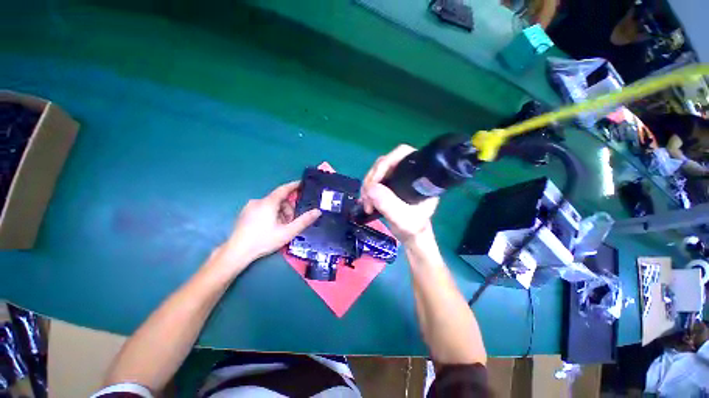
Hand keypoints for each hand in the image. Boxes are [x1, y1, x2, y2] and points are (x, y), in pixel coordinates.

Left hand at [222, 181, 320, 264]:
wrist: (236, 252)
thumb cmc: (264, 240)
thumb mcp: (287, 232)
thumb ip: (304, 221)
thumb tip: (317, 211)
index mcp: (268, 203)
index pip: (284, 189)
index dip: (294, 185)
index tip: (302, 184)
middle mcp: (258, 201)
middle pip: (279, 200)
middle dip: (288, 208)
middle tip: (291, 222)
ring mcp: (250, 207)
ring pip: (271, 205)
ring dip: (280, 213)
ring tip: (281, 228)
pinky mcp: (245, 213)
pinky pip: (263, 209)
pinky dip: (271, 214)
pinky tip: (270, 227)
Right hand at [360, 144, 438, 243]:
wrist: (411, 236)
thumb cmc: (413, 228)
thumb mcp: (402, 218)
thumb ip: (388, 203)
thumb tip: (370, 188)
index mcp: (419, 176)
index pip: (403, 154)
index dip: (386, 162)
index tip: (375, 181)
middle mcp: (408, 173)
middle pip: (385, 163)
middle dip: (372, 178)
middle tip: (367, 196)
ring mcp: (397, 179)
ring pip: (377, 172)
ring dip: (367, 186)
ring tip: (366, 203)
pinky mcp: (389, 186)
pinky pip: (374, 181)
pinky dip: (367, 190)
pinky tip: (366, 201)